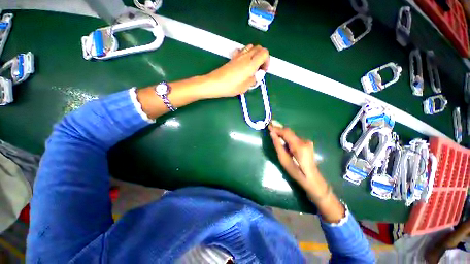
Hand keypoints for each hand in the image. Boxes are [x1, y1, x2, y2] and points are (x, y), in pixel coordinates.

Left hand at [200, 44, 269, 98]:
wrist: (215, 83)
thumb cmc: (231, 87)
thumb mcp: (245, 87)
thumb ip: (254, 80)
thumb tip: (256, 76)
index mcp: (251, 64)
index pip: (265, 53)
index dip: (267, 61)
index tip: (263, 70)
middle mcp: (246, 56)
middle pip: (259, 48)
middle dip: (262, 57)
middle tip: (259, 68)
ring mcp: (238, 56)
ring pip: (251, 47)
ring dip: (255, 54)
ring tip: (252, 66)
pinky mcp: (233, 58)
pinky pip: (242, 50)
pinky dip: (246, 54)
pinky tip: (243, 63)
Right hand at [268, 122, 326, 196]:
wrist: (311, 178)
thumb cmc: (296, 172)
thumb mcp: (284, 159)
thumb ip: (278, 145)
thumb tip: (272, 133)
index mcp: (299, 146)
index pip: (286, 132)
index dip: (277, 128)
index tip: (269, 126)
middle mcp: (304, 141)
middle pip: (289, 132)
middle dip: (279, 128)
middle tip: (270, 125)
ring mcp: (307, 142)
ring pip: (291, 134)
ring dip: (282, 132)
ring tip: (274, 129)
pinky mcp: (307, 144)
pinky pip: (294, 138)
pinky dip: (287, 137)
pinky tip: (282, 137)